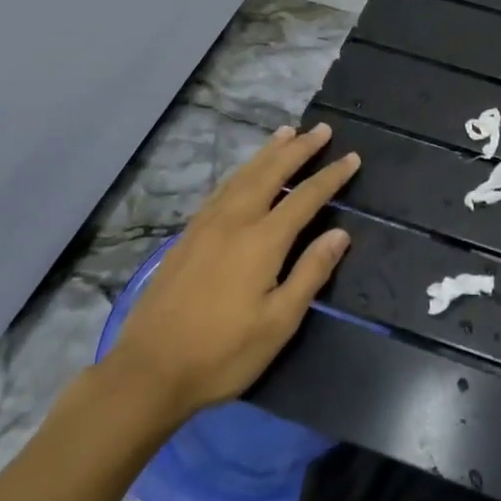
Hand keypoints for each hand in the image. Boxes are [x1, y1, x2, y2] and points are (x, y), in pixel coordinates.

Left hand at [104, 123, 359, 422]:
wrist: (149, 371)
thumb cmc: (223, 353)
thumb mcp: (279, 323)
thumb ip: (310, 273)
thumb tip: (340, 234)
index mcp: (262, 241)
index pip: (305, 197)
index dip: (330, 176)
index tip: (352, 157)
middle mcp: (234, 222)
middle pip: (271, 173)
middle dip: (299, 149)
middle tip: (321, 129)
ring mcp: (205, 226)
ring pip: (242, 176)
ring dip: (268, 152)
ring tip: (287, 133)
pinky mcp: (186, 236)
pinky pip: (222, 189)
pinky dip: (241, 172)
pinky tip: (244, 173)